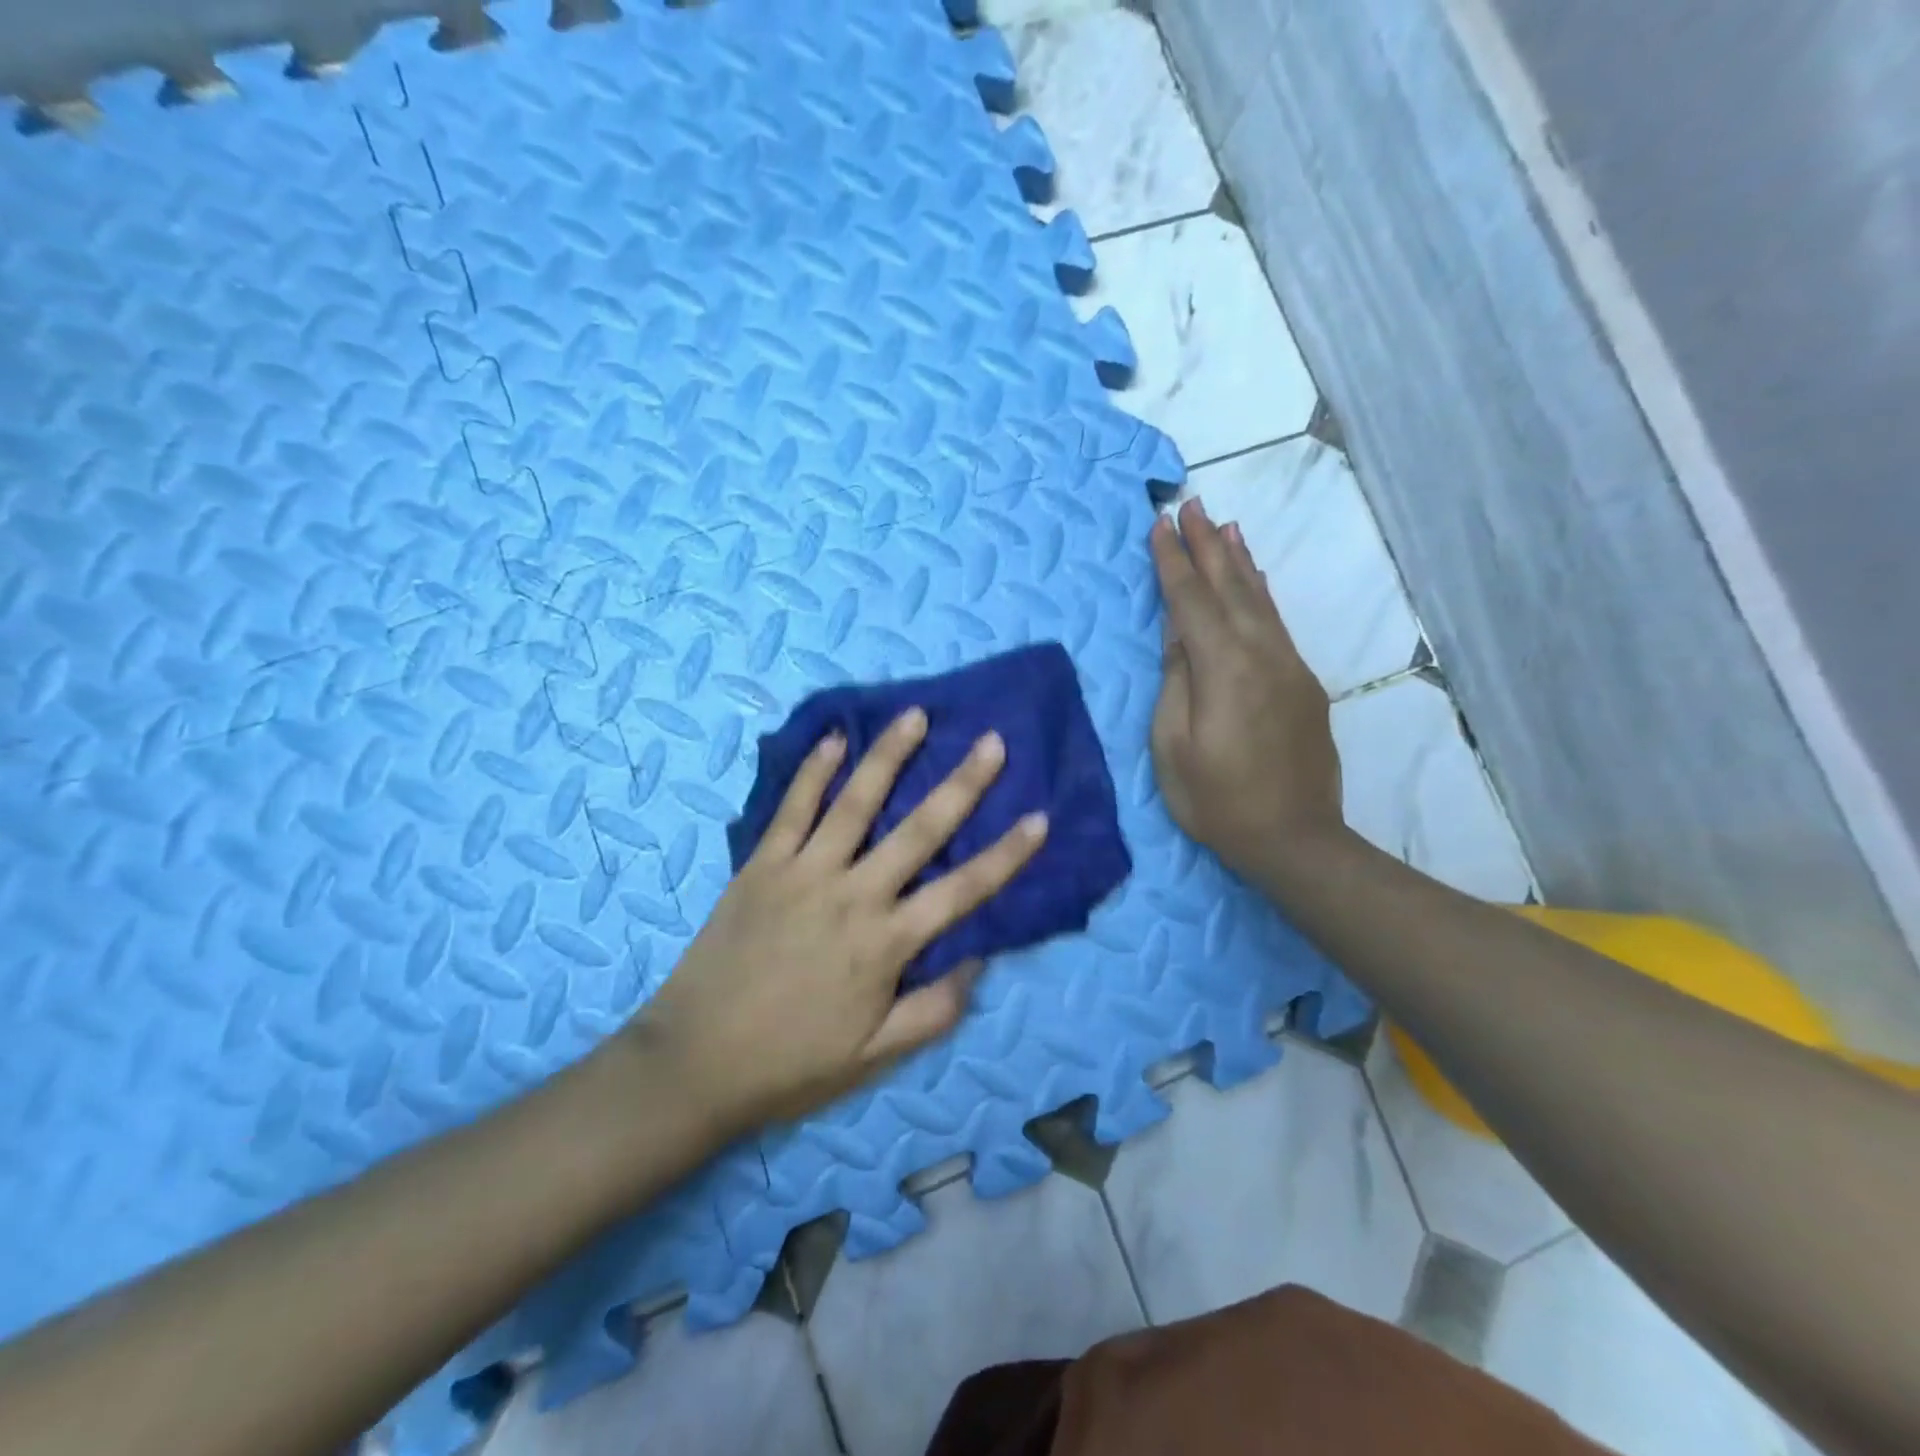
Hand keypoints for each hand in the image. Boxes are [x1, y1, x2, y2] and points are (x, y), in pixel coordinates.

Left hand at [625, 708, 1048, 1136]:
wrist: (695, 1062)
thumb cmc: (792, 1062)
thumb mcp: (874, 1056)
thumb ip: (933, 1010)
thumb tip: (979, 960)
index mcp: (887, 943)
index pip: (963, 891)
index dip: (1006, 855)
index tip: (1039, 817)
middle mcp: (853, 895)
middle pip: (919, 831)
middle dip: (961, 784)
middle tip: (991, 742)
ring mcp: (804, 873)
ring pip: (855, 803)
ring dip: (888, 757)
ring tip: (915, 715)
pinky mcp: (761, 866)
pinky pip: (791, 810)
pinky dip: (812, 772)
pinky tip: (833, 739)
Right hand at [1149, 498, 1345, 880]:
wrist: (1296, 839)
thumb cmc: (1217, 800)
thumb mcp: (1173, 746)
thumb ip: (1176, 682)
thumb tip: (1178, 634)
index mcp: (1224, 668)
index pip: (1191, 601)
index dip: (1173, 562)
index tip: (1160, 524)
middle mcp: (1262, 654)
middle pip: (1231, 587)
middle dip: (1208, 544)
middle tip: (1191, 505)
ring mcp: (1289, 667)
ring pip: (1260, 600)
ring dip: (1240, 560)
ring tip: (1226, 526)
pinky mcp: (1304, 683)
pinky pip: (1276, 623)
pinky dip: (1260, 593)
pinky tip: (1254, 581)